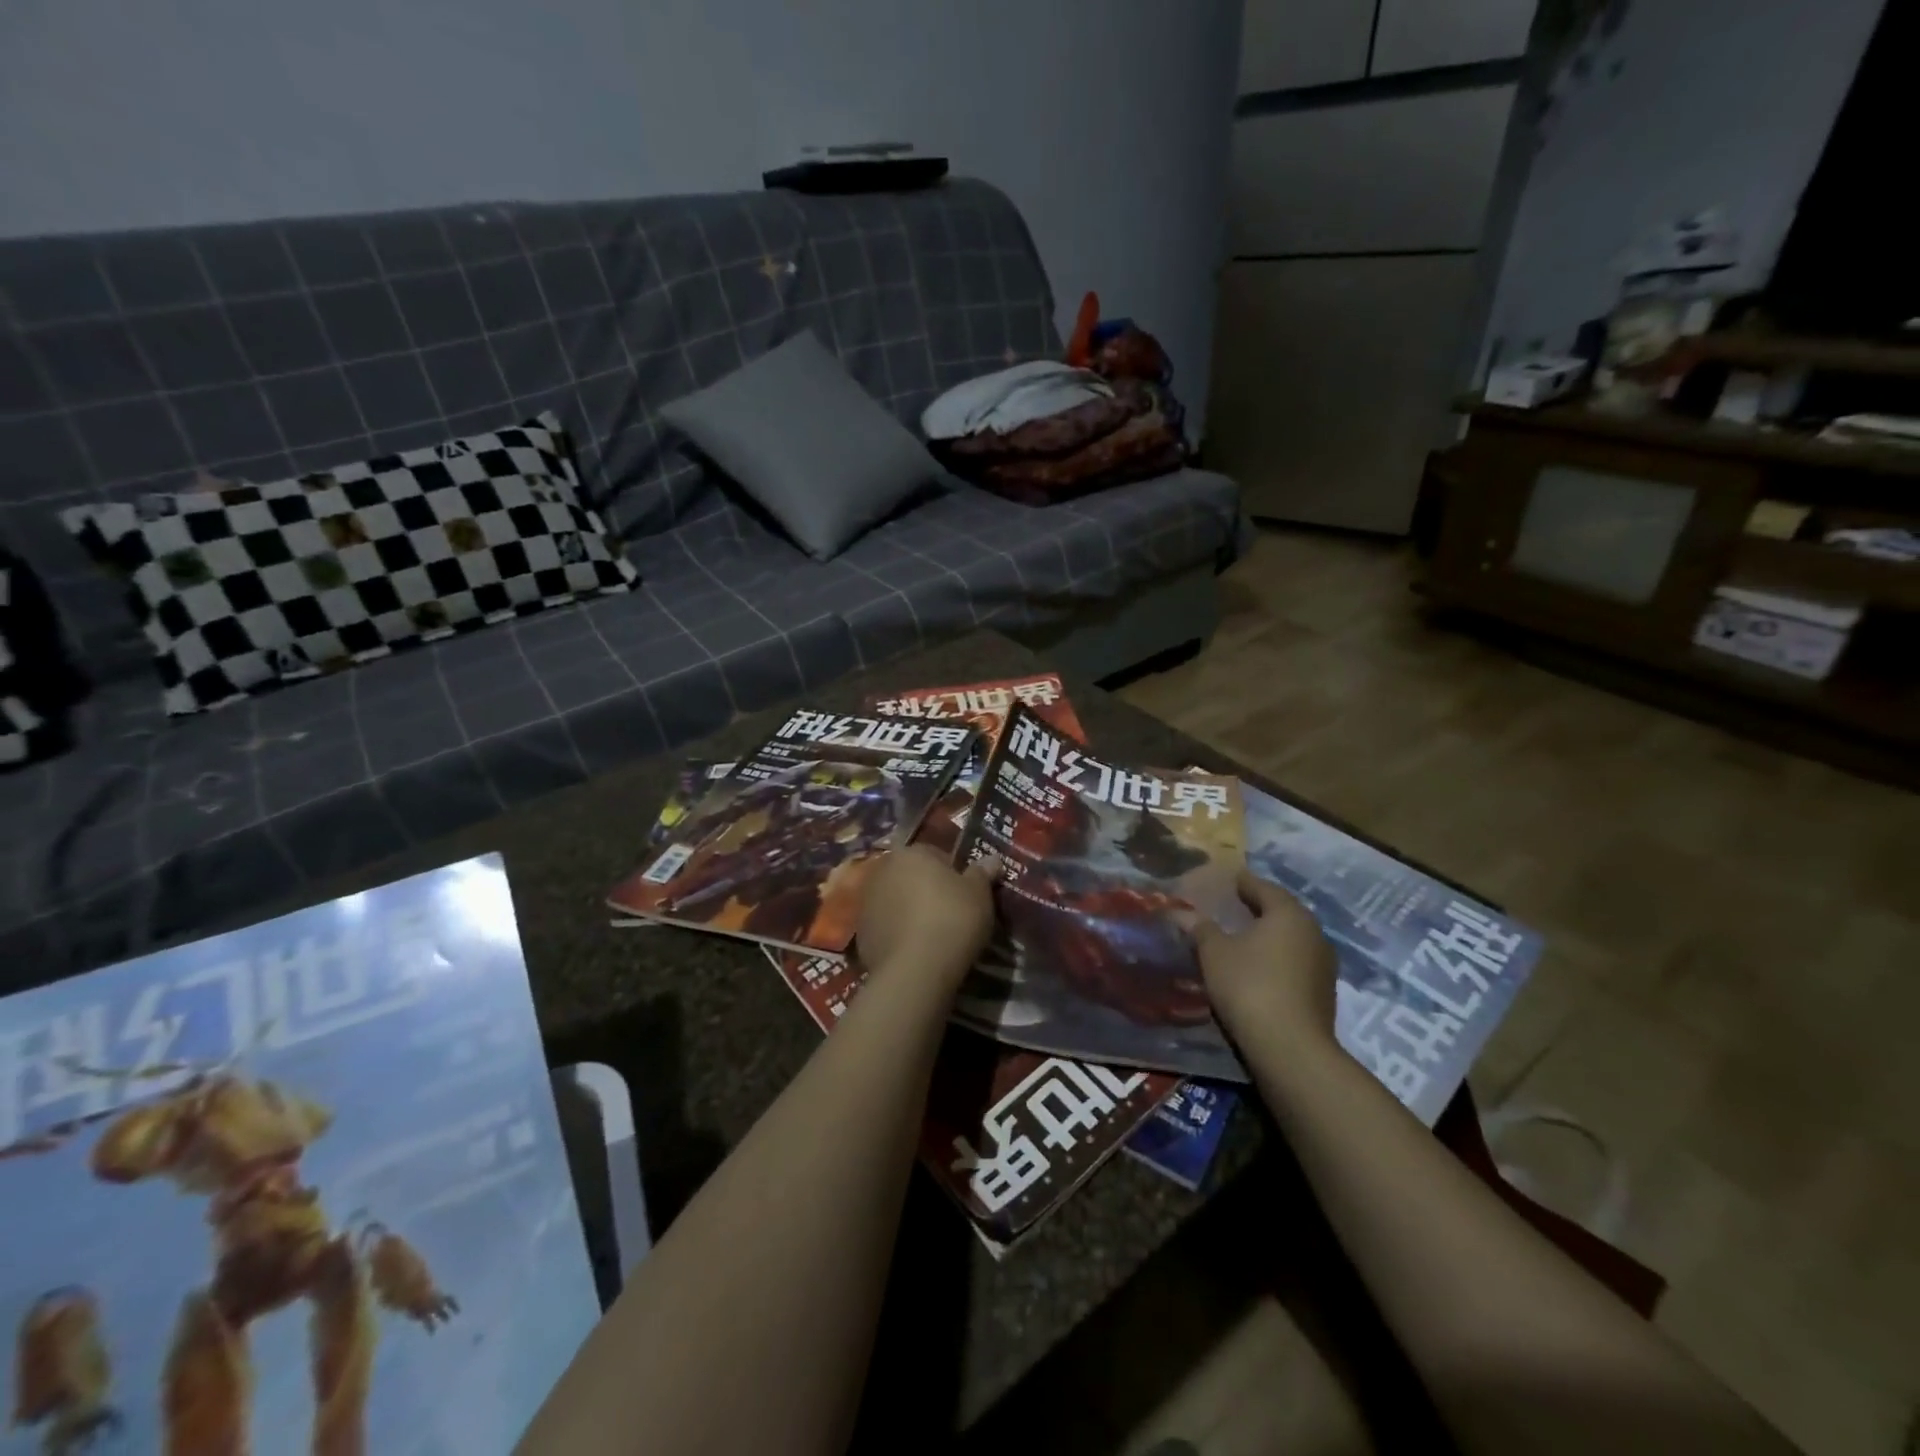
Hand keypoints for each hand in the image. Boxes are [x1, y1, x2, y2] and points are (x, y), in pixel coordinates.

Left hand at [855, 845, 998, 993]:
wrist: (915, 970)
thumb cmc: (952, 919)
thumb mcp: (979, 893)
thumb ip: (983, 872)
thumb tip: (992, 859)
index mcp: (911, 853)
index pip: (935, 853)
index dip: (953, 872)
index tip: (966, 893)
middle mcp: (882, 870)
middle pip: (911, 876)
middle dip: (927, 890)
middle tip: (951, 913)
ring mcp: (866, 902)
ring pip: (896, 901)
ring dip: (910, 911)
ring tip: (933, 935)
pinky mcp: (860, 934)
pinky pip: (886, 927)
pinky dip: (898, 934)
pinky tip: (916, 951)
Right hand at [1191, 872, 1338, 1055]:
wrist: (1290, 1048)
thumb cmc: (1249, 985)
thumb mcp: (1214, 953)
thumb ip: (1200, 929)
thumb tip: (1182, 913)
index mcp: (1288, 914)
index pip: (1263, 888)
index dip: (1244, 882)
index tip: (1230, 879)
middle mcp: (1313, 932)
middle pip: (1282, 912)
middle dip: (1259, 908)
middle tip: (1234, 906)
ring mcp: (1323, 964)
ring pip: (1292, 939)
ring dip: (1270, 935)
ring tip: (1244, 937)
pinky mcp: (1324, 992)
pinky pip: (1296, 962)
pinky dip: (1277, 958)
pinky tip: (1259, 967)